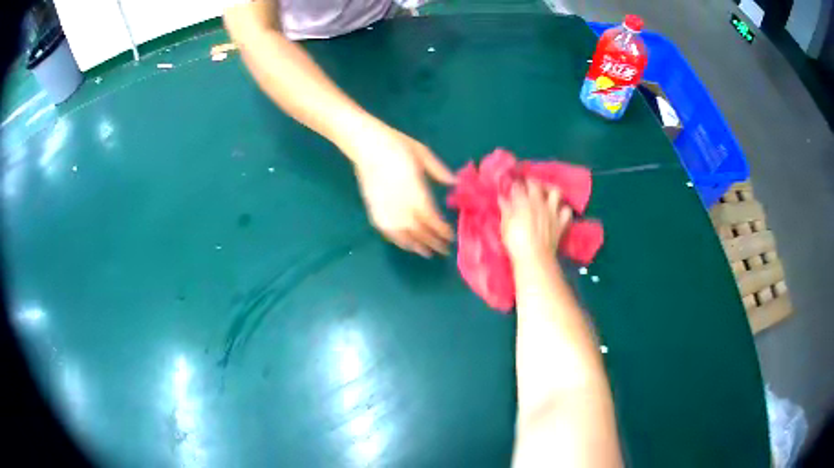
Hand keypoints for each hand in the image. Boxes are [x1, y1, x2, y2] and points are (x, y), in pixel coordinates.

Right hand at [348, 124, 454, 256]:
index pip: (431, 217)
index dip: (441, 229)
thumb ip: (438, 170)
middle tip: (443, 251)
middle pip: (419, 229)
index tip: (451, 236)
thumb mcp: (422, 153)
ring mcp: (385, 208)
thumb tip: (455, 183)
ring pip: (403, 234)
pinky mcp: (373, 209)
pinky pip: (386, 231)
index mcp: (415, 189)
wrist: (366, 144)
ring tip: (426, 252)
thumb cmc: (396, 144)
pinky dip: (397, 240)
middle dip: (432, 241)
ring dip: (415, 244)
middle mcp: (400, 203)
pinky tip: (404, 244)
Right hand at [499, 181, 572, 264]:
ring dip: (550, 191)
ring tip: (546, 195)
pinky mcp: (561, 222)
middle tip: (527, 186)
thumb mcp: (505, 226)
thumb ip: (506, 210)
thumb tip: (503, 198)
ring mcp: (552, 212)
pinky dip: (563, 209)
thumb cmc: (516, 243)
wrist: (535, 258)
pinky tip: (559, 211)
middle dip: (531, 183)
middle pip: (536, 185)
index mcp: (523, 202)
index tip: (512, 186)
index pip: (519, 186)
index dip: (515, 184)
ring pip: (555, 192)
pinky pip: (567, 211)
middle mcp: (539, 203)